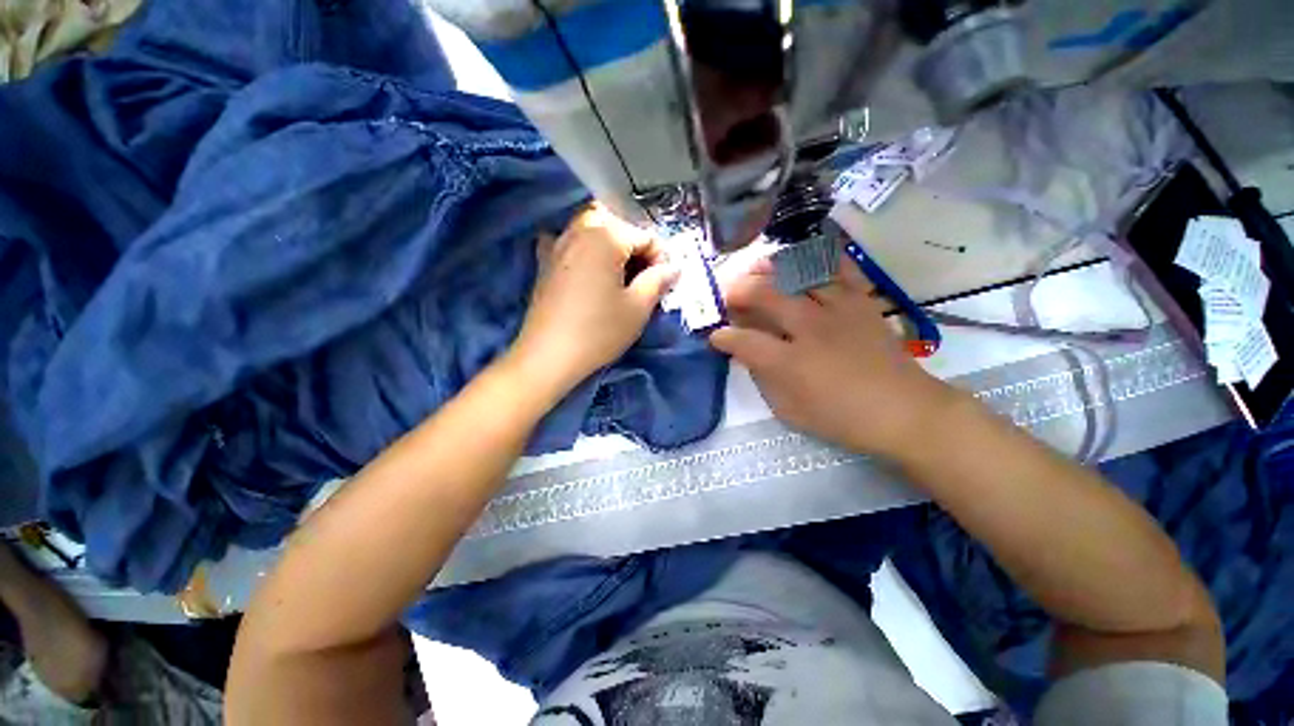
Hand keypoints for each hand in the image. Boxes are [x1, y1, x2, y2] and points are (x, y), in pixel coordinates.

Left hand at [509, 204, 677, 397]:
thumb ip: (658, 280)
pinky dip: (580, 249)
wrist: (549, 356)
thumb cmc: (599, 331)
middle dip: (634, 248)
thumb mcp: (638, 307)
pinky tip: (585, 268)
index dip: (660, 259)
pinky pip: (566, 243)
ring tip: (617, 275)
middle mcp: (579, 231)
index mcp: (606, 236)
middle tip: (641, 278)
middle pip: (616, 226)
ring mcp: (557, 245)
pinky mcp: (543, 263)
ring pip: (590, 230)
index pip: (645, 236)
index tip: (663, 284)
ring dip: (609, 245)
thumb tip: (673, 267)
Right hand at [710, 252, 957, 457]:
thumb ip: (763, 380)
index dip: (723, 336)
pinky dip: (817, 260)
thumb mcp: (791, 411)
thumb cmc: (842, 418)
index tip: (715, 335)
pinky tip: (802, 261)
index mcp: (790, 362)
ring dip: (769, 270)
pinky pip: (838, 268)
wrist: (904, 411)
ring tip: (755, 269)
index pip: (744, 341)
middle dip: (737, 291)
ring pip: (796, 275)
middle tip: (726, 294)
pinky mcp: (861, 301)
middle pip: (764, 295)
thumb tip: (747, 356)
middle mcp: (810, 328)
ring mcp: (838, 310)